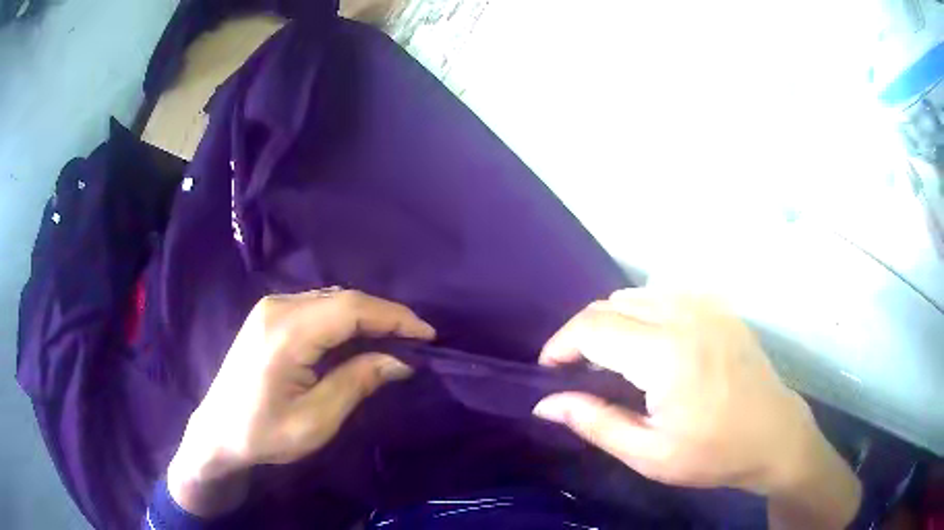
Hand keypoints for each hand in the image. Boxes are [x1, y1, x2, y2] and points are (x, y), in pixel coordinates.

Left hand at [168, 289, 434, 516]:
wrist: (218, 432)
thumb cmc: (264, 434)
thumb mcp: (316, 419)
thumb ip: (358, 382)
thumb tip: (401, 361)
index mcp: (286, 332)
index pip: (351, 309)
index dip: (394, 318)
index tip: (428, 335)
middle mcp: (278, 307)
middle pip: (343, 299)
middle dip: (385, 316)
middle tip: (418, 339)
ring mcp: (270, 307)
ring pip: (332, 300)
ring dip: (367, 316)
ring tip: (397, 338)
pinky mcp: (269, 315)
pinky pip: (318, 307)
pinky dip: (346, 319)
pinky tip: (360, 336)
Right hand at [533, 289, 860, 528]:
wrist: (775, 436)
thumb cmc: (713, 453)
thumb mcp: (648, 454)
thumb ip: (595, 423)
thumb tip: (546, 404)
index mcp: (665, 353)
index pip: (593, 327)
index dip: (561, 344)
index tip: (548, 369)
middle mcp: (684, 315)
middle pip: (611, 304)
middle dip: (582, 333)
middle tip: (576, 370)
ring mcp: (706, 306)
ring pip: (637, 294)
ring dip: (612, 320)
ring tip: (609, 358)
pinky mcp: (719, 308)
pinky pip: (666, 294)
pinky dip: (642, 311)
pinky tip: (648, 343)